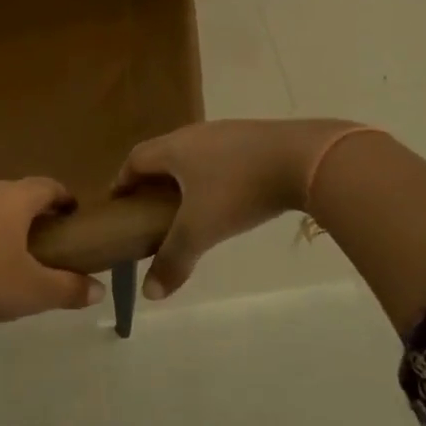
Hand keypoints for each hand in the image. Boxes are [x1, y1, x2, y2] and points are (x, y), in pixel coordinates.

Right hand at [115, 119, 368, 298]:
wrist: (307, 158)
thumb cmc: (239, 190)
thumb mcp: (201, 230)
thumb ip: (173, 260)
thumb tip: (149, 293)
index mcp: (173, 149)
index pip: (135, 159)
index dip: (123, 180)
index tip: (119, 202)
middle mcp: (195, 134)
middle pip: (163, 154)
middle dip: (153, 180)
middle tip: (151, 208)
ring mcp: (228, 132)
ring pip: (195, 154)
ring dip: (186, 176)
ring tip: (190, 205)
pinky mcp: (257, 138)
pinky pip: (223, 155)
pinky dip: (215, 174)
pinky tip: (230, 195)